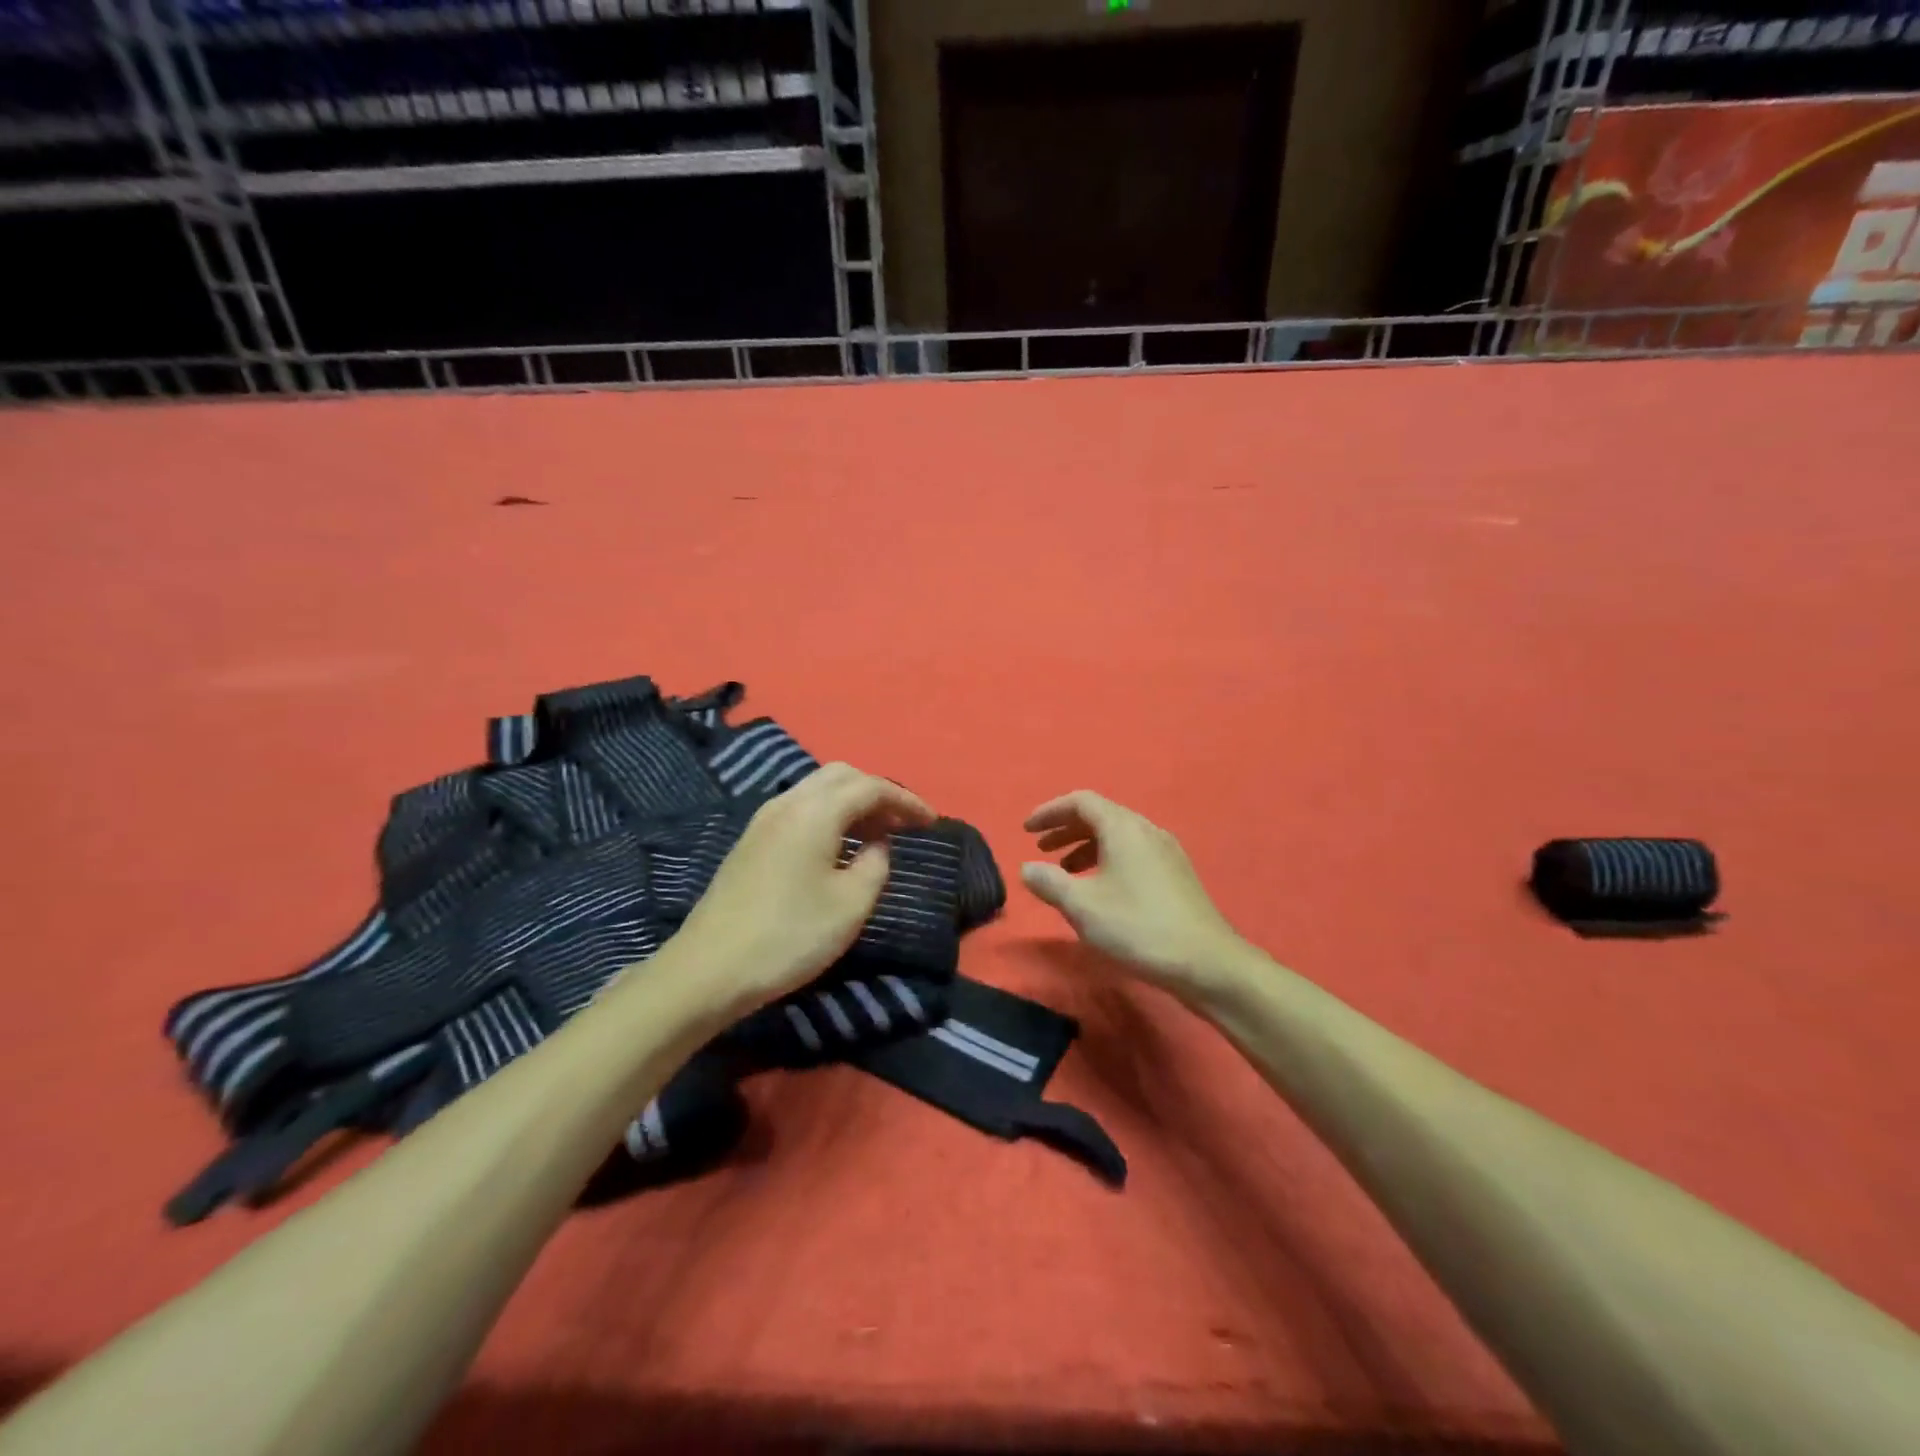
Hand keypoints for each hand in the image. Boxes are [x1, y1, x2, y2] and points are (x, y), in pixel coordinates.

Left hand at [671, 763, 934, 1013]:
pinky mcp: (751, 841)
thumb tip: (877, 845)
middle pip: (841, 776)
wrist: (709, 969)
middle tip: (902, 823)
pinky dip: (828, 815)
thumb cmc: (789, 936)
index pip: (871, 787)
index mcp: (815, 811)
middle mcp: (787, 802)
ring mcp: (764, 820)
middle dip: (877, 792)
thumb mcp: (850, 905)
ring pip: (817, 790)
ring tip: (876, 835)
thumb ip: (876, 865)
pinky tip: (837, 847)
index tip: (931, 821)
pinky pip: (800, 809)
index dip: (906, 800)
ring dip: (851, 803)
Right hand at [1020, 791, 1249, 997]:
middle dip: (1066, 830)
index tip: (1027, 830)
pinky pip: (1133, 854)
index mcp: (1123, 828)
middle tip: (1041, 850)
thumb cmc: (1138, 926)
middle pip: (1100, 816)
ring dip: (1085, 848)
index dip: (1050, 811)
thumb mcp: (1082, 906)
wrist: (1206, 962)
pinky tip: (1100, 890)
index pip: (1081, 801)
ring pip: (1118, 837)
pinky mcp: (1176, 876)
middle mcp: (1146, 830)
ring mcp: (1166, 853)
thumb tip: (1027, 868)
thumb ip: (1049, 882)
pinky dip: (1107, 861)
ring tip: (1065, 873)